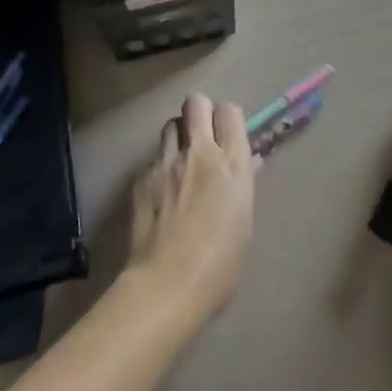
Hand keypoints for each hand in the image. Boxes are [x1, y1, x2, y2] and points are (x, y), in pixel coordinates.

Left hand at [127, 93, 256, 324]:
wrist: (165, 289)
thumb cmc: (219, 267)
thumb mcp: (243, 223)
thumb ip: (243, 185)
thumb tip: (249, 163)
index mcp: (232, 164)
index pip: (230, 111)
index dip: (227, 119)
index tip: (226, 136)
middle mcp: (200, 152)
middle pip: (196, 102)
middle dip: (199, 112)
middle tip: (201, 137)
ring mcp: (167, 162)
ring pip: (171, 124)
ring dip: (178, 136)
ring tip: (179, 162)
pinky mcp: (142, 177)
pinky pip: (153, 158)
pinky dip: (159, 169)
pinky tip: (160, 194)